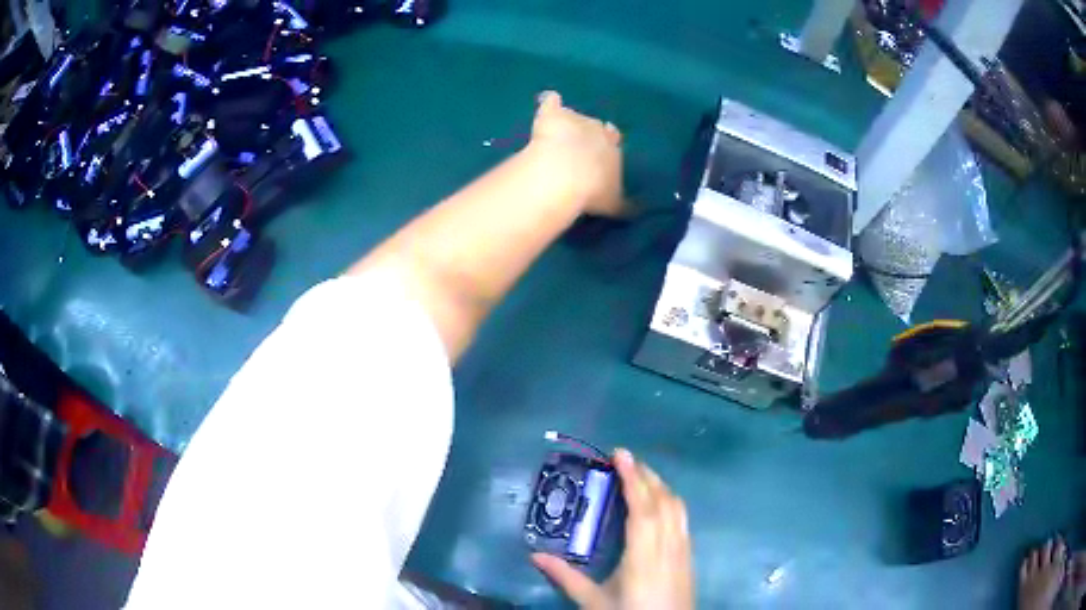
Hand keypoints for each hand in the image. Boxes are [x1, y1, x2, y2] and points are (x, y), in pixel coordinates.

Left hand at [528, 91, 625, 216]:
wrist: (567, 172)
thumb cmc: (594, 189)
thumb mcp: (614, 203)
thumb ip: (624, 203)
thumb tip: (636, 210)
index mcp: (614, 151)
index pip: (614, 143)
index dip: (606, 147)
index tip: (597, 156)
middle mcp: (600, 131)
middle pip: (598, 128)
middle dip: (590, 135)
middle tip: (578, 147)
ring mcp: (577, 120)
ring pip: (576, 117)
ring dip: (570, 123)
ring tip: (559, 134)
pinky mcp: (554, 115)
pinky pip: (553, 103)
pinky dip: (550, 101)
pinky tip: (547, 99)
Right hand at [532, 449, 693, 609]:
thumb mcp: (594, 602)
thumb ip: (566, 578)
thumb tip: (535, 556)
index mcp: (643, 555)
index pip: (642, 508)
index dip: (633, 478)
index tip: (620, 454)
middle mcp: (668, 545)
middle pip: (662, 501)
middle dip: (645, 475)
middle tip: (624, 458)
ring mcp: (683, 549)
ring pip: (676, 507)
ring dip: (660, 485)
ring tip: (641, 474)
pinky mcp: (689, 556)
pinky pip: (682, 519)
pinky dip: (670, 501)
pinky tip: (660, 503)